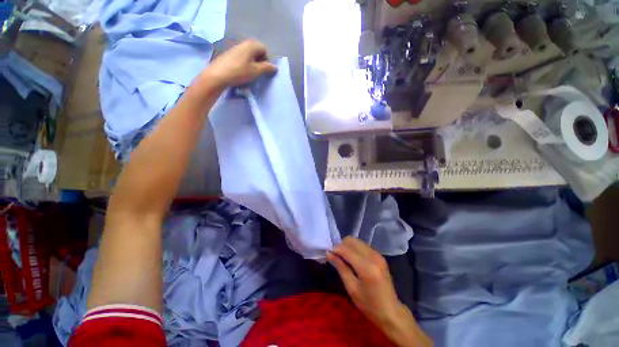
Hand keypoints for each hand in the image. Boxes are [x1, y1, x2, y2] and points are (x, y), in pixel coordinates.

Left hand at [200, 39, 277, 89]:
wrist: (218, 75)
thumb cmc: (239, 72)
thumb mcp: (256, 71)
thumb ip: (267, 68)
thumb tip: (275, 67)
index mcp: (251, 45)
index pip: (264, 48)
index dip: (266, 59)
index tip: (264, 70)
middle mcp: (243, 43)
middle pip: (256, 50)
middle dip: (259, 61)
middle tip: (258, 72)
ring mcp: (235, 48)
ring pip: (248, 54)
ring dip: (252, 63)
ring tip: (250, 73)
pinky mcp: (229, 54)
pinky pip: (241, 57)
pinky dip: (245, 63)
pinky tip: (241, 72)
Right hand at [328, 237, 403, 326]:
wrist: (391, 312)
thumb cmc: (369, 305)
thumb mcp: (351, 288)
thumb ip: (340, 267)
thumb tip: (329, 253)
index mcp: (367, 267)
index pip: (347, 250)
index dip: (336, 249)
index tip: (328, 253)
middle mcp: (373, 256)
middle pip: (352, 240)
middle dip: (342, 245)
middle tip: (336, 256)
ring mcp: (378, 254)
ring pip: (357, 241)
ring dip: (348, 246)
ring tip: (344, 258)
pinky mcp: (379, 255)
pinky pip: (363, 245)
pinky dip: (355, 248)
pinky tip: (353, 259)